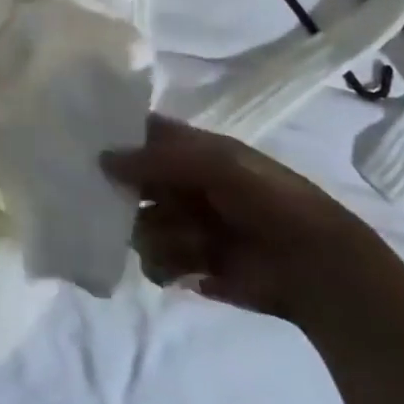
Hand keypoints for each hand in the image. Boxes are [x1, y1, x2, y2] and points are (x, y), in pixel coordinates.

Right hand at [102, 116, 385, 324]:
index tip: (86, 148)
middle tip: (120, 206)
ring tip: (192, 246)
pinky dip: (166, 268)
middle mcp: (180, 185)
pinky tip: (191, 269)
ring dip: (158, 236)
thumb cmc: (267, 199)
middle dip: (124, 197)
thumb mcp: (214, 164)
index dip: (114, 138)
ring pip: (138, 227)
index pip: (139, 135)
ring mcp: (183, 227)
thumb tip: (102, 159)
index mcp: (189, 150)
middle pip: (130, 184)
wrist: (316, 267)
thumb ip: (156, 159)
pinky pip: (154, 265)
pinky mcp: (190, 267)